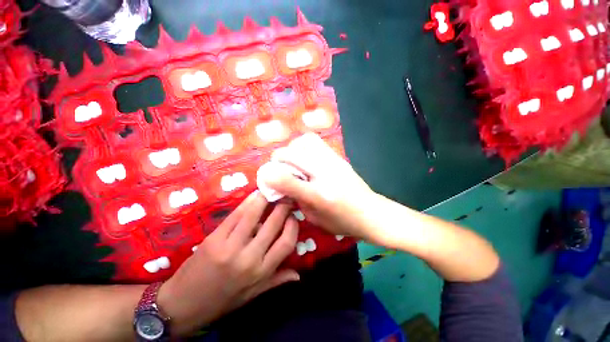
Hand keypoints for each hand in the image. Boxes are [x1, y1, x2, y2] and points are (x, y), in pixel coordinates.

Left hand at [158, 191, 298, 335]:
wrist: (181, 306)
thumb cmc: (221, 301)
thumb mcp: (252, 295)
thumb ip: (277, 281)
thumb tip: (299, 275)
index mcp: (260, 272)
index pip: (286, 243)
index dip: (293, 226)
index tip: (294, 216)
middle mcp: (248, 258)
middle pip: (272, 224)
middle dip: (282, 207)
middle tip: (286, 196)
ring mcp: (229, 246)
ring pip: (253, 215)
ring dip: (264, 199)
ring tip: (272, 190)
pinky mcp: (214, 238)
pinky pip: (235, 215)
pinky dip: (247, 203)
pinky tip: (254, 195)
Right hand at [260, 133, 377, 241]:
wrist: (371, 213)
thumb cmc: (342, 222)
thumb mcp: (315, 219)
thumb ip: (296, 201)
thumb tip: (281, 186)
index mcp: (319, 196)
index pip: (287, 180)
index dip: (270, 176)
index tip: (266, 177)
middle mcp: (325, 174)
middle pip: (292, 154)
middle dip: (278, 158)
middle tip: (278, 167)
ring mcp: (333, 162)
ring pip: (304, 141)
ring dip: (292, 149)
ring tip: (292, 160)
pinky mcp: (338, 156)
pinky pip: (315, 141)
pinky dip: (303, 145)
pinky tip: (304, 156)